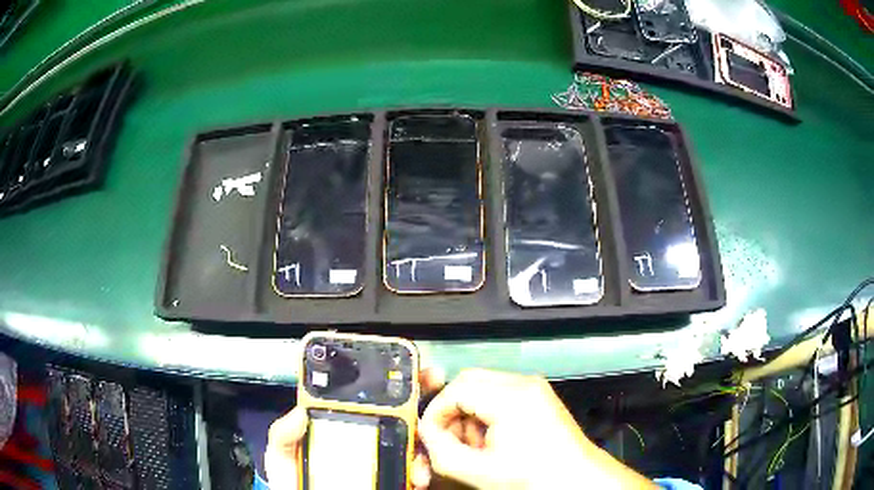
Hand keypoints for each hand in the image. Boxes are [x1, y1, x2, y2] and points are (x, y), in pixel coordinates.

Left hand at [264, 367, 445, 489]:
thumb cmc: (293, 480)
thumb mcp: (282, 454)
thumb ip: (284, 434)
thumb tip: (298, 412)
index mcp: (341, 426)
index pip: (364, 399)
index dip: (382, 380)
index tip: (401, 366)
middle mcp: (366, 439)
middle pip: (397, 413)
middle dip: (418, 392)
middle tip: (431, 379)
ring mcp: (382, 460)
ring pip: (412, 440)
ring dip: (424, 435)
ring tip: (423, 439)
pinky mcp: (393, 479)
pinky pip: (412, 471)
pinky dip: (421, 470)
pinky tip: (417, 474)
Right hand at [418, 369, 657, 489]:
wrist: (577, 479)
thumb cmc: (532, 477)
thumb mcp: (479, 471)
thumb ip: (441, 451)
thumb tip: (426, 432)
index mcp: (511, 396)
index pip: (456, 389)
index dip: (436, 413)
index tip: (431, 437)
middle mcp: (523, 382)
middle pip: (469, 382)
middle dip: (452, 412)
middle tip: (450, 442)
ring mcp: (534, 387)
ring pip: (483, 388)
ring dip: (470, 416)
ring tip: (475, 448)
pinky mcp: (539, 396)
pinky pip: (500, 396)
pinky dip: (487, 416)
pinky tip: (493, 443)